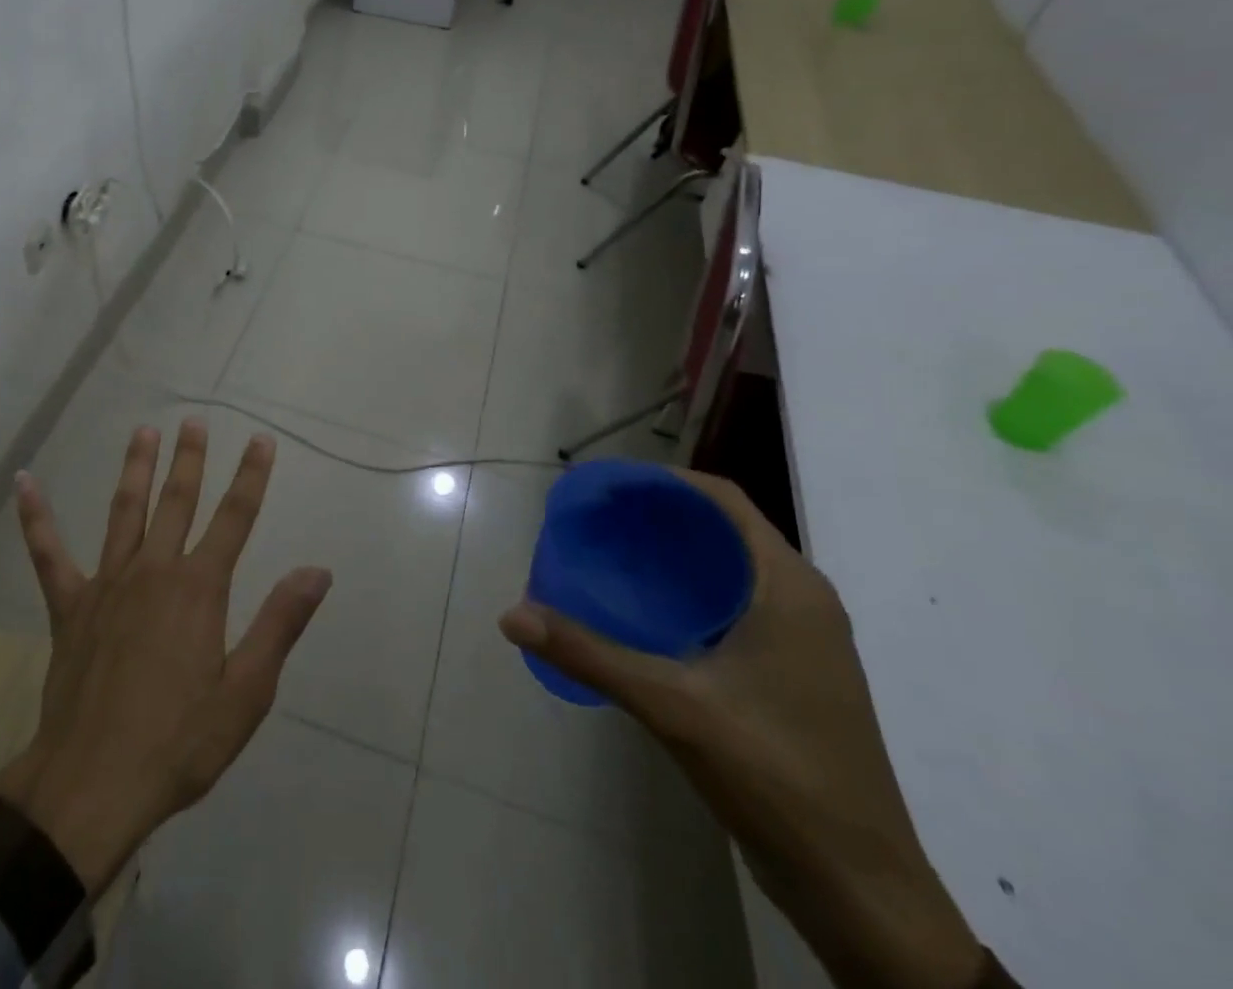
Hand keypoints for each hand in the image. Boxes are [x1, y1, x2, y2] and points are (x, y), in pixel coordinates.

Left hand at [0, 419, 331, 896]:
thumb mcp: (246, 693)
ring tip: (143, 432)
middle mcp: (154, 571)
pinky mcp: (69, 606)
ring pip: (125, 511)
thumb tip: (317, 571)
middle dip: (190, 459)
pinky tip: (24, 482)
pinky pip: (48, 553)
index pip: (234, 518)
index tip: (261, 440)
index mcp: (199, 589)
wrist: (92, 785)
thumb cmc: (179, 742)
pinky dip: (36, 517)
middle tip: (194, 421)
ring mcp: (107, 584)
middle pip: (178, 501)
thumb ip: (280, 624)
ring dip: (136, 469)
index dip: (251, 476)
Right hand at [499, 470, 984, 988]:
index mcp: (789, 587)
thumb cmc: (776, 775)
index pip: (723, 499)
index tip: (607, 485)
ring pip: (730, 569)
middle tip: (597, 517)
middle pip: (723, 529)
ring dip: (674, 554)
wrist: (860, 890)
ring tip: (611, 553)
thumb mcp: (672, 706)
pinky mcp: (794, 674)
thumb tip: (512, 615)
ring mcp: (803, 641)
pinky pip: (734, 605)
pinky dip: (688, 592)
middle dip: (659, 515)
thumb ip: (590, 655)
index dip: (663, 481)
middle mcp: (802, 600)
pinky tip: (644, 612)